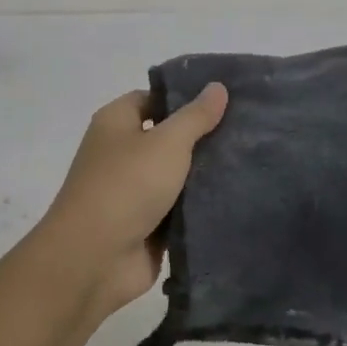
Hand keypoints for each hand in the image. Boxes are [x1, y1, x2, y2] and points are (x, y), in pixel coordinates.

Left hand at [39, 82, 229, 313]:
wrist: (94, 259)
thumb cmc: (127, 185)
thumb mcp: (167, 142)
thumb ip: (195, 116)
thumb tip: (217, 86)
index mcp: (116, 123)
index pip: (152, 99)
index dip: (184, 97)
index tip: (224, 100)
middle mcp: (121, 153)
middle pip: (167, 138)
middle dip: (202, 137)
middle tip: (247, 130)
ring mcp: (133, 192)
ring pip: (176, 176)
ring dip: (204, 175)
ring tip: (252, 161)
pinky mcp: (146, 226)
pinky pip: (178, 209)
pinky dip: (200, 207)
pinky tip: (237, 198)